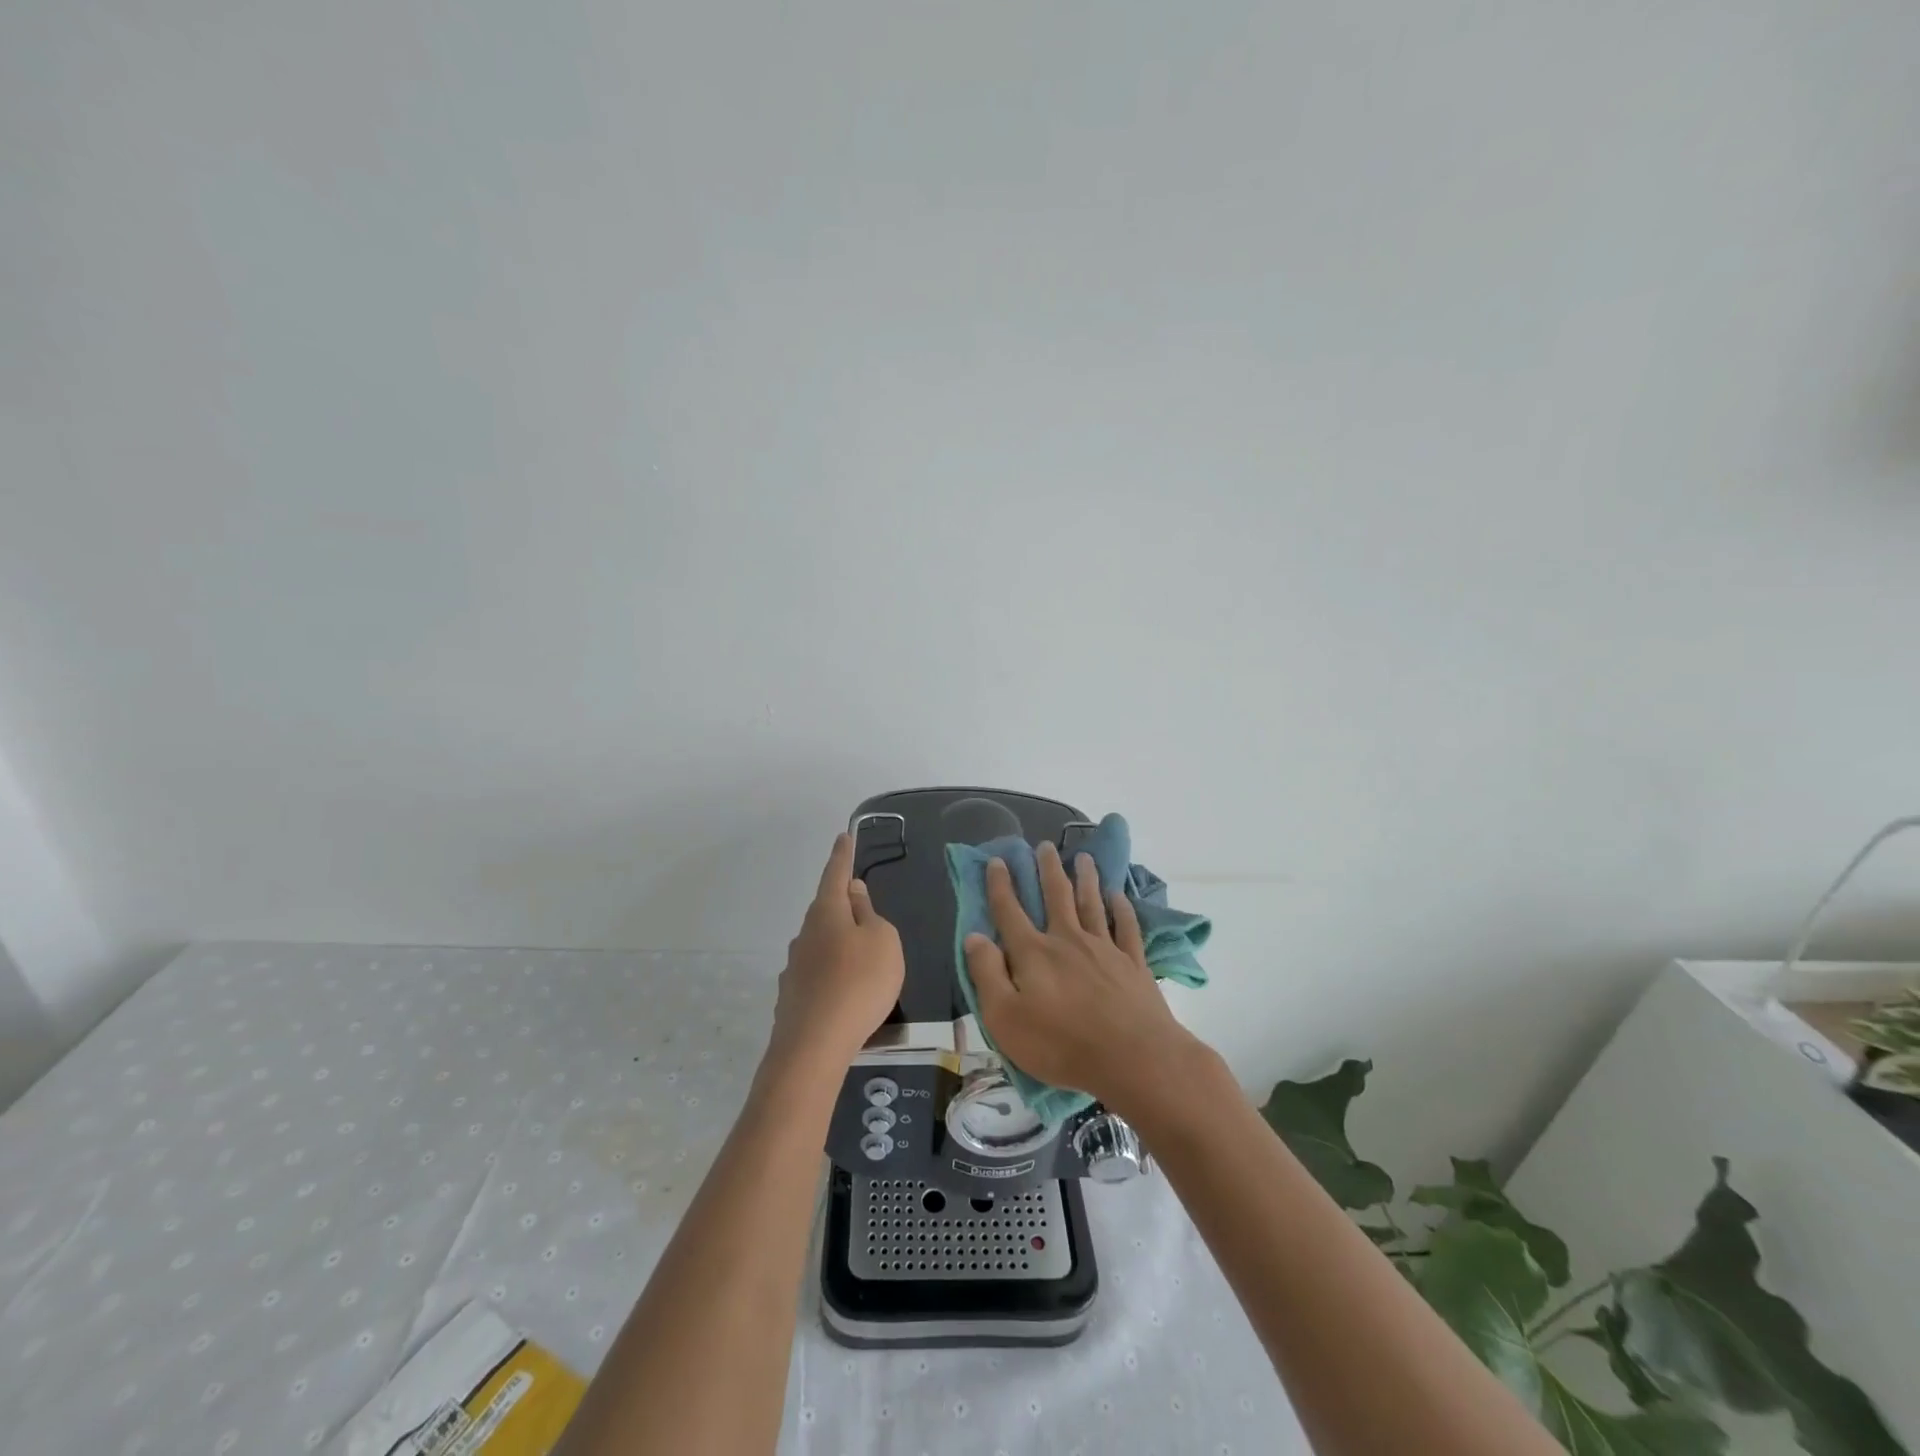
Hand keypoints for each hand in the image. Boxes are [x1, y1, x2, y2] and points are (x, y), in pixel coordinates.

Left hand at [769, 833, 904, 1070]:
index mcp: (827, 913)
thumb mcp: (882, 941)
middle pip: (827, 911)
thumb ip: (869, 914)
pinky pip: (819, 975)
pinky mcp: (793, 998)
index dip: (842, 856)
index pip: (835, 874)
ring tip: (863, 962)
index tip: (843, 836)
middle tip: (862, 907)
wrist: (814, 1046)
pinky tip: (846, 994)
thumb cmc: (859, 983)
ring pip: (822, 945)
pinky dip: (834, 976)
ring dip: (840, 945)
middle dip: (844, 907)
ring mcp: (795, 968)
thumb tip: (852, 894)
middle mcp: (805, 934)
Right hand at [964, 841, 1199, 1110]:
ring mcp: (1104, 949)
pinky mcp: (1133, 964)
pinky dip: (1121, 909)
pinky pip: (1126, 927)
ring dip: (1086, 878)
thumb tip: (973, 936)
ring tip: (1083, 857)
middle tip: (1044, 846)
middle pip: (1056, 896)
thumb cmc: (1061, 1044)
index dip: (1000, 885)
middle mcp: (1067, 940)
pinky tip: (1119, 897)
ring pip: (1092, 903)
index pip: (1010, 911)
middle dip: (1048, 869)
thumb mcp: (1005, 1018)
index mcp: (1033, 953)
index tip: (997, 860)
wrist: (1133, 1058)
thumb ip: (987, 974)